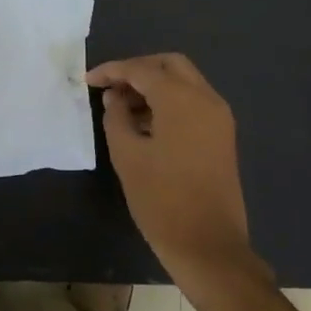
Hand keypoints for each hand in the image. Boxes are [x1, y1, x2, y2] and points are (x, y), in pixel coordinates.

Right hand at [86, 53, 273, 303]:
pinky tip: (145, 122)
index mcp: (182, 99)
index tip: (88, 80)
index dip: (112, 70)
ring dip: (154, 85)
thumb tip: (115, 98)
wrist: (208, 245)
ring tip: (122, 106)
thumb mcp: (127, 156)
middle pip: (170, 65)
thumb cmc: (161, 200)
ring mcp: (219, 117)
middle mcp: (206, 99)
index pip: (142, 69)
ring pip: (185, 82)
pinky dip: (169, 102)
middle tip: (110, 87)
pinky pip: (194, 103)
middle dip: (138, 69)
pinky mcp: (222, 136)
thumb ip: (116, 118)